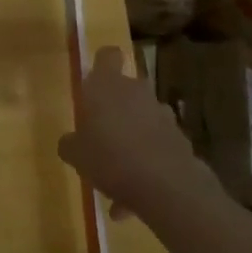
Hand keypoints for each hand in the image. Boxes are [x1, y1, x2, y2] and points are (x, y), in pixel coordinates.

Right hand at [57, 47, 210, 227]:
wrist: (167, 187)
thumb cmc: (110, 158)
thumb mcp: (76, 154)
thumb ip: (70, 143)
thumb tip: (70, 142)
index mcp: (107, 85)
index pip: (107, 56)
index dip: (102, 64)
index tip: (94, 83)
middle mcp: (136, 91)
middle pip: (126, 89)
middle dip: (116, 109)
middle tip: (101, 134)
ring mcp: (162, 115)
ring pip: (142, 118)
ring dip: (133, 137)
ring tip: (118, 173)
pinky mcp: (180, 140)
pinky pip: (157, 146)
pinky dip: (148, 162)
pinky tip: (134, 197)